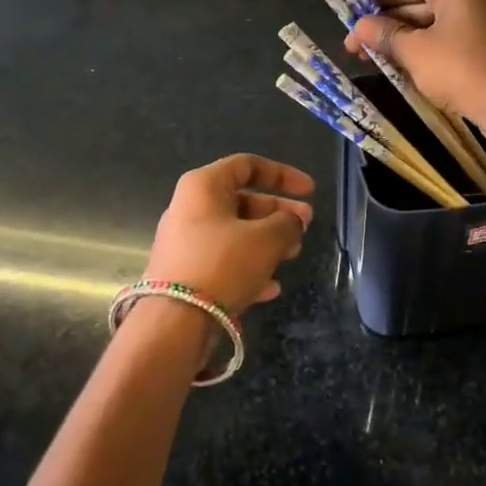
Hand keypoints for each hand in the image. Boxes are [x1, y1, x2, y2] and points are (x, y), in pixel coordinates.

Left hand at [141, 154, 313, 312]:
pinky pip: (225, 262)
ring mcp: (186, 242)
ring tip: (293, 255)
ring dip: (269, 242)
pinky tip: (271, 288)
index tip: (310, 191)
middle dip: (279, 213)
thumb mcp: (267, 239)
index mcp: (204, 186)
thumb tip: (292, 222)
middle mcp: (190, 208)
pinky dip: (250, 268)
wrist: (175, 320)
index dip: (283, 174)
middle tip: (306, 225)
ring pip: (236, 233)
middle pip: (243, 201)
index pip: (248, 165)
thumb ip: (288, 223)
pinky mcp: (186, 273)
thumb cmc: (223, 264)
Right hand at [344, 0, 485, 138]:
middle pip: (416, 1)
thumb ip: (384, 35)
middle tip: (353, 46)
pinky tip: (397, 64)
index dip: (371, 1)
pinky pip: (445, 36)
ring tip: (368, 58)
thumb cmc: (461, 69)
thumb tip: (357, 28)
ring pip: (429, 21)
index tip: (346, 18)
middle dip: (384, 24)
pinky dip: (422, 48)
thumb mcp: (415, 52)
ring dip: (400, 39)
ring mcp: (482, 14)